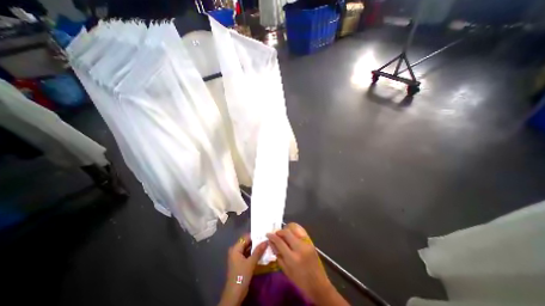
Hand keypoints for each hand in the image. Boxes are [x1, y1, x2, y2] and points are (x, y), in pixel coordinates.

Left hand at [219, 233, 267, 304]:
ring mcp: (238, 257)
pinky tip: (262, 252)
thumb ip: (258, 251)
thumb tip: (266, 241)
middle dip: (256, 241)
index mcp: (236, 248)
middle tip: (266, 238)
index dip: (255, 235)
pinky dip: (254, 253)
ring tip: (266, 244)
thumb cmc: (241, 275)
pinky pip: (248, 254)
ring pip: (248, 248)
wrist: (234, 294)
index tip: (264, 234)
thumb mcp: (251, 262)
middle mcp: (236, 250)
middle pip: (247, 242)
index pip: (246, 237)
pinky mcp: (241, 262)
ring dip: (256, 247)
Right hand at [268, 222, 348, 305]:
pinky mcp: (310, 242)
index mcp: (292, 258)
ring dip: (286, 229)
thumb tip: (271, 242)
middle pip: (287, 232)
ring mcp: (306, 243)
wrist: (318, 284)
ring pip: (294, 229)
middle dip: (279, 231)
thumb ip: (278, 255)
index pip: (280, 242)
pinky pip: (300, 231)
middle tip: (275, 234)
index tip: (268, 234)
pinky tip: (291, 234)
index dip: (272, 236)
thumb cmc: (300, 281)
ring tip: (283, 233)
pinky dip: (294, 230)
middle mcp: (299, 248)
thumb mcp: (286, 271)